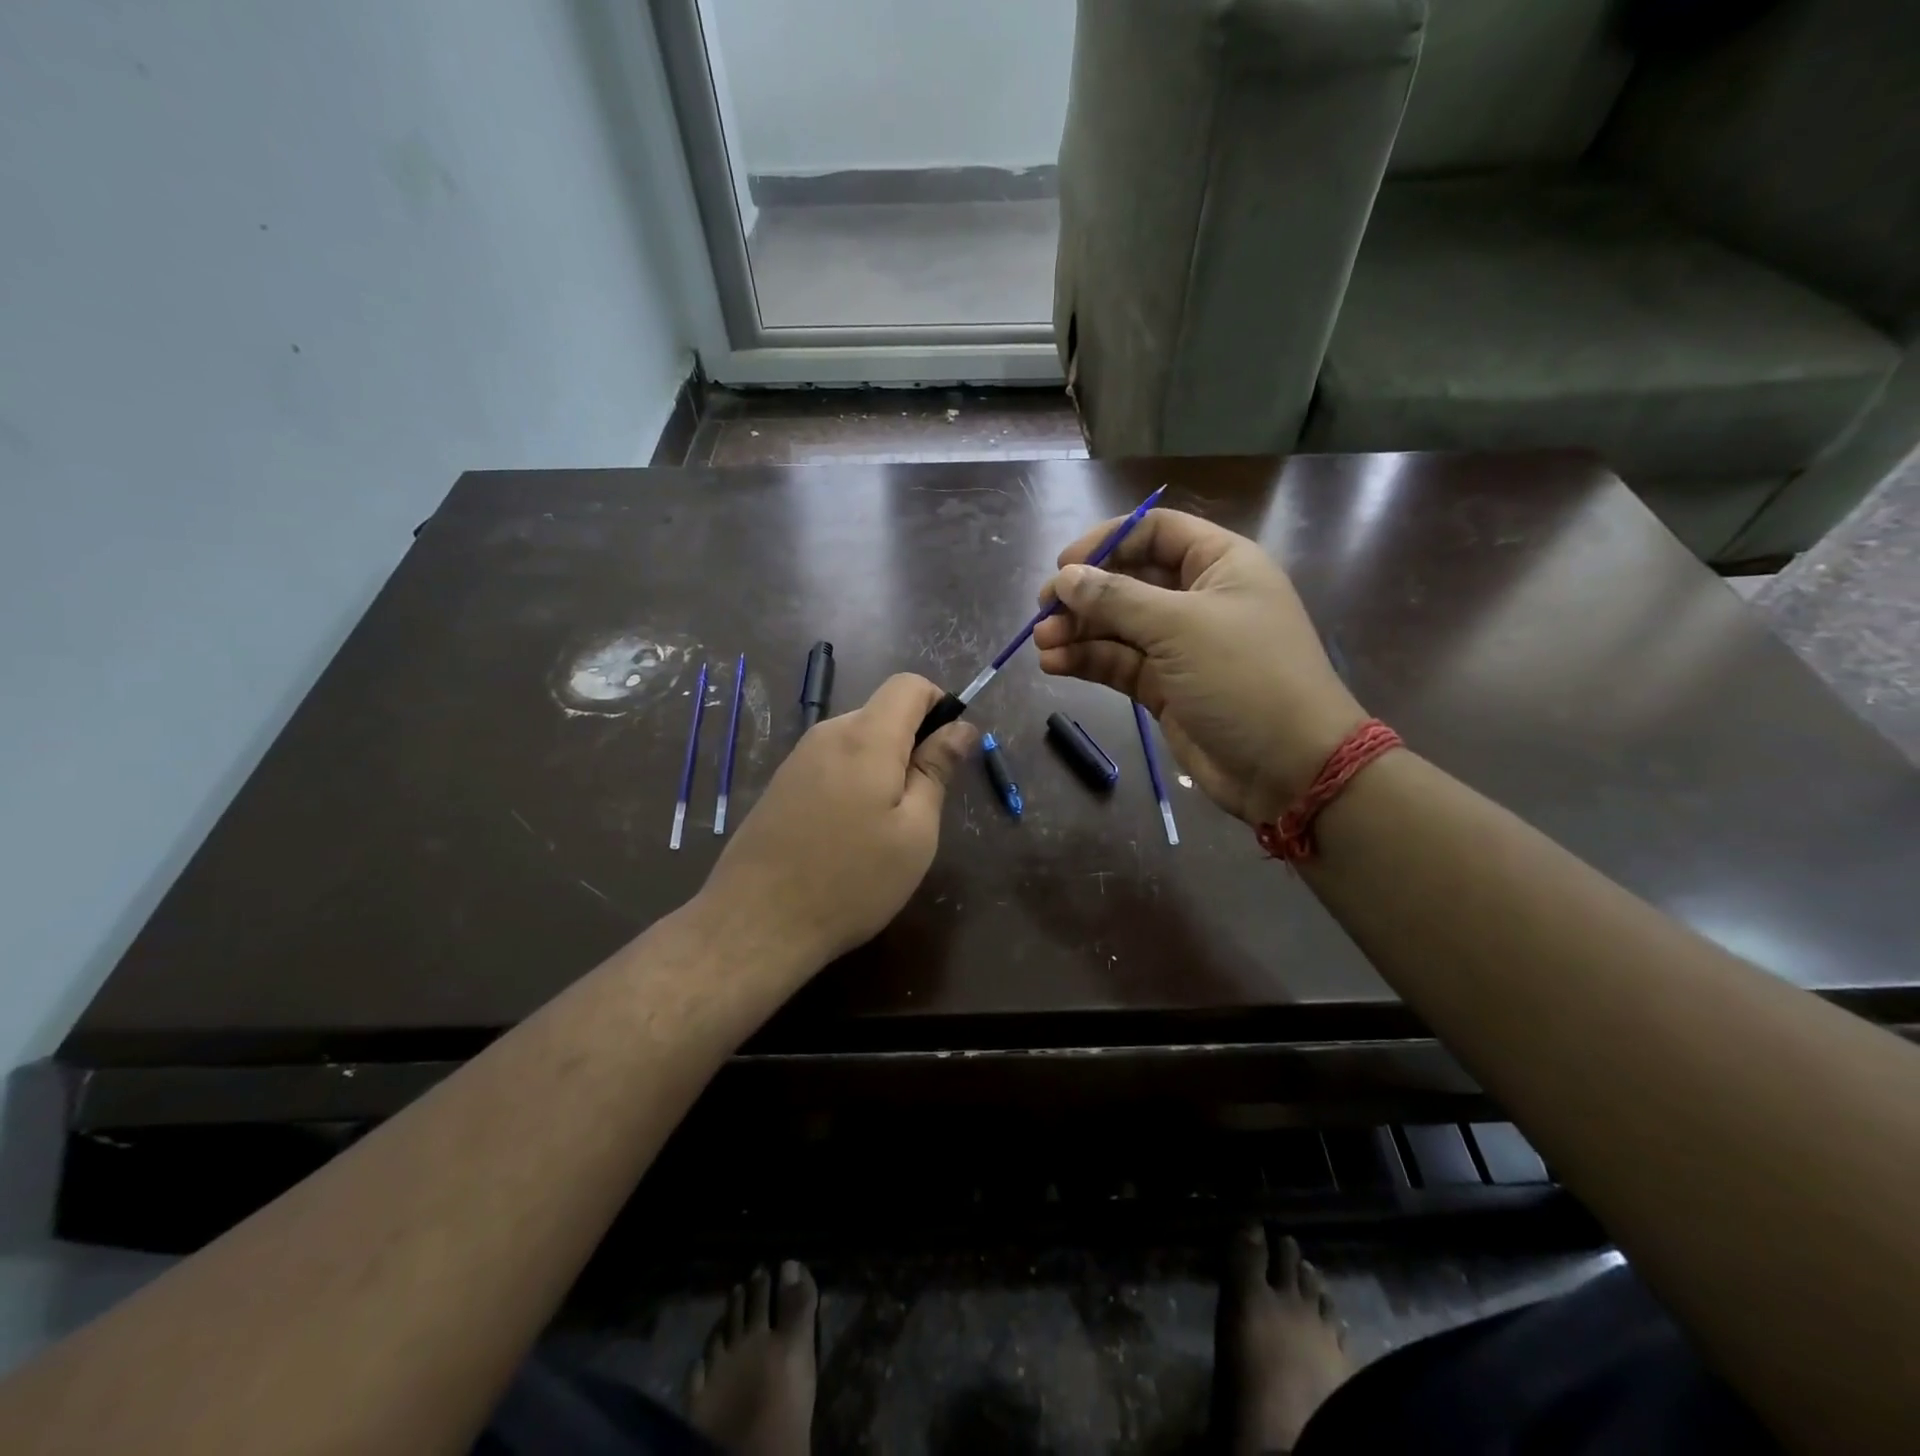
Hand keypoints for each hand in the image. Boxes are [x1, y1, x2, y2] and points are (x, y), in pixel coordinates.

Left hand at [699, 674, 975, 970]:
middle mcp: (828, 733)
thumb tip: (961, 726)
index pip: (909, 684)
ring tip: (885, 827)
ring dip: (884, 767)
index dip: (939, 705)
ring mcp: (799, 757)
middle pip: (883, 712)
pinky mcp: (782, 783)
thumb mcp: (914, 831)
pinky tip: (849, 834)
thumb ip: (937, 770)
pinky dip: (855, 781)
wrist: (757, 922)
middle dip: (913, 744)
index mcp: (866, 737)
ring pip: (858, 740)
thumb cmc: (852, 881)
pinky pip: (833, 762)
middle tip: (921, 806)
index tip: (949, 754)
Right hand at [1033, 508, 1364, 825]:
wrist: (1289, 768)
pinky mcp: (1166, 687)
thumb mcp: (1180, 627)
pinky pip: (1120, 664)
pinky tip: (1054, 665)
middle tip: (1042, 611)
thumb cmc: (1244, 677)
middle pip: (1130, 580)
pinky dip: (1088, 662)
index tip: (1063, 566)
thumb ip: (1117, 599)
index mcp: (1220, 564)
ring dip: (1079, 632)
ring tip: (1042, 643)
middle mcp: (1200, 598)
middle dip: (1085, 594)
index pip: (1155, 532)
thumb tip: (1064, 577)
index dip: (1107, 542)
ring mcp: (1182, 646)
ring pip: (1119, 627)